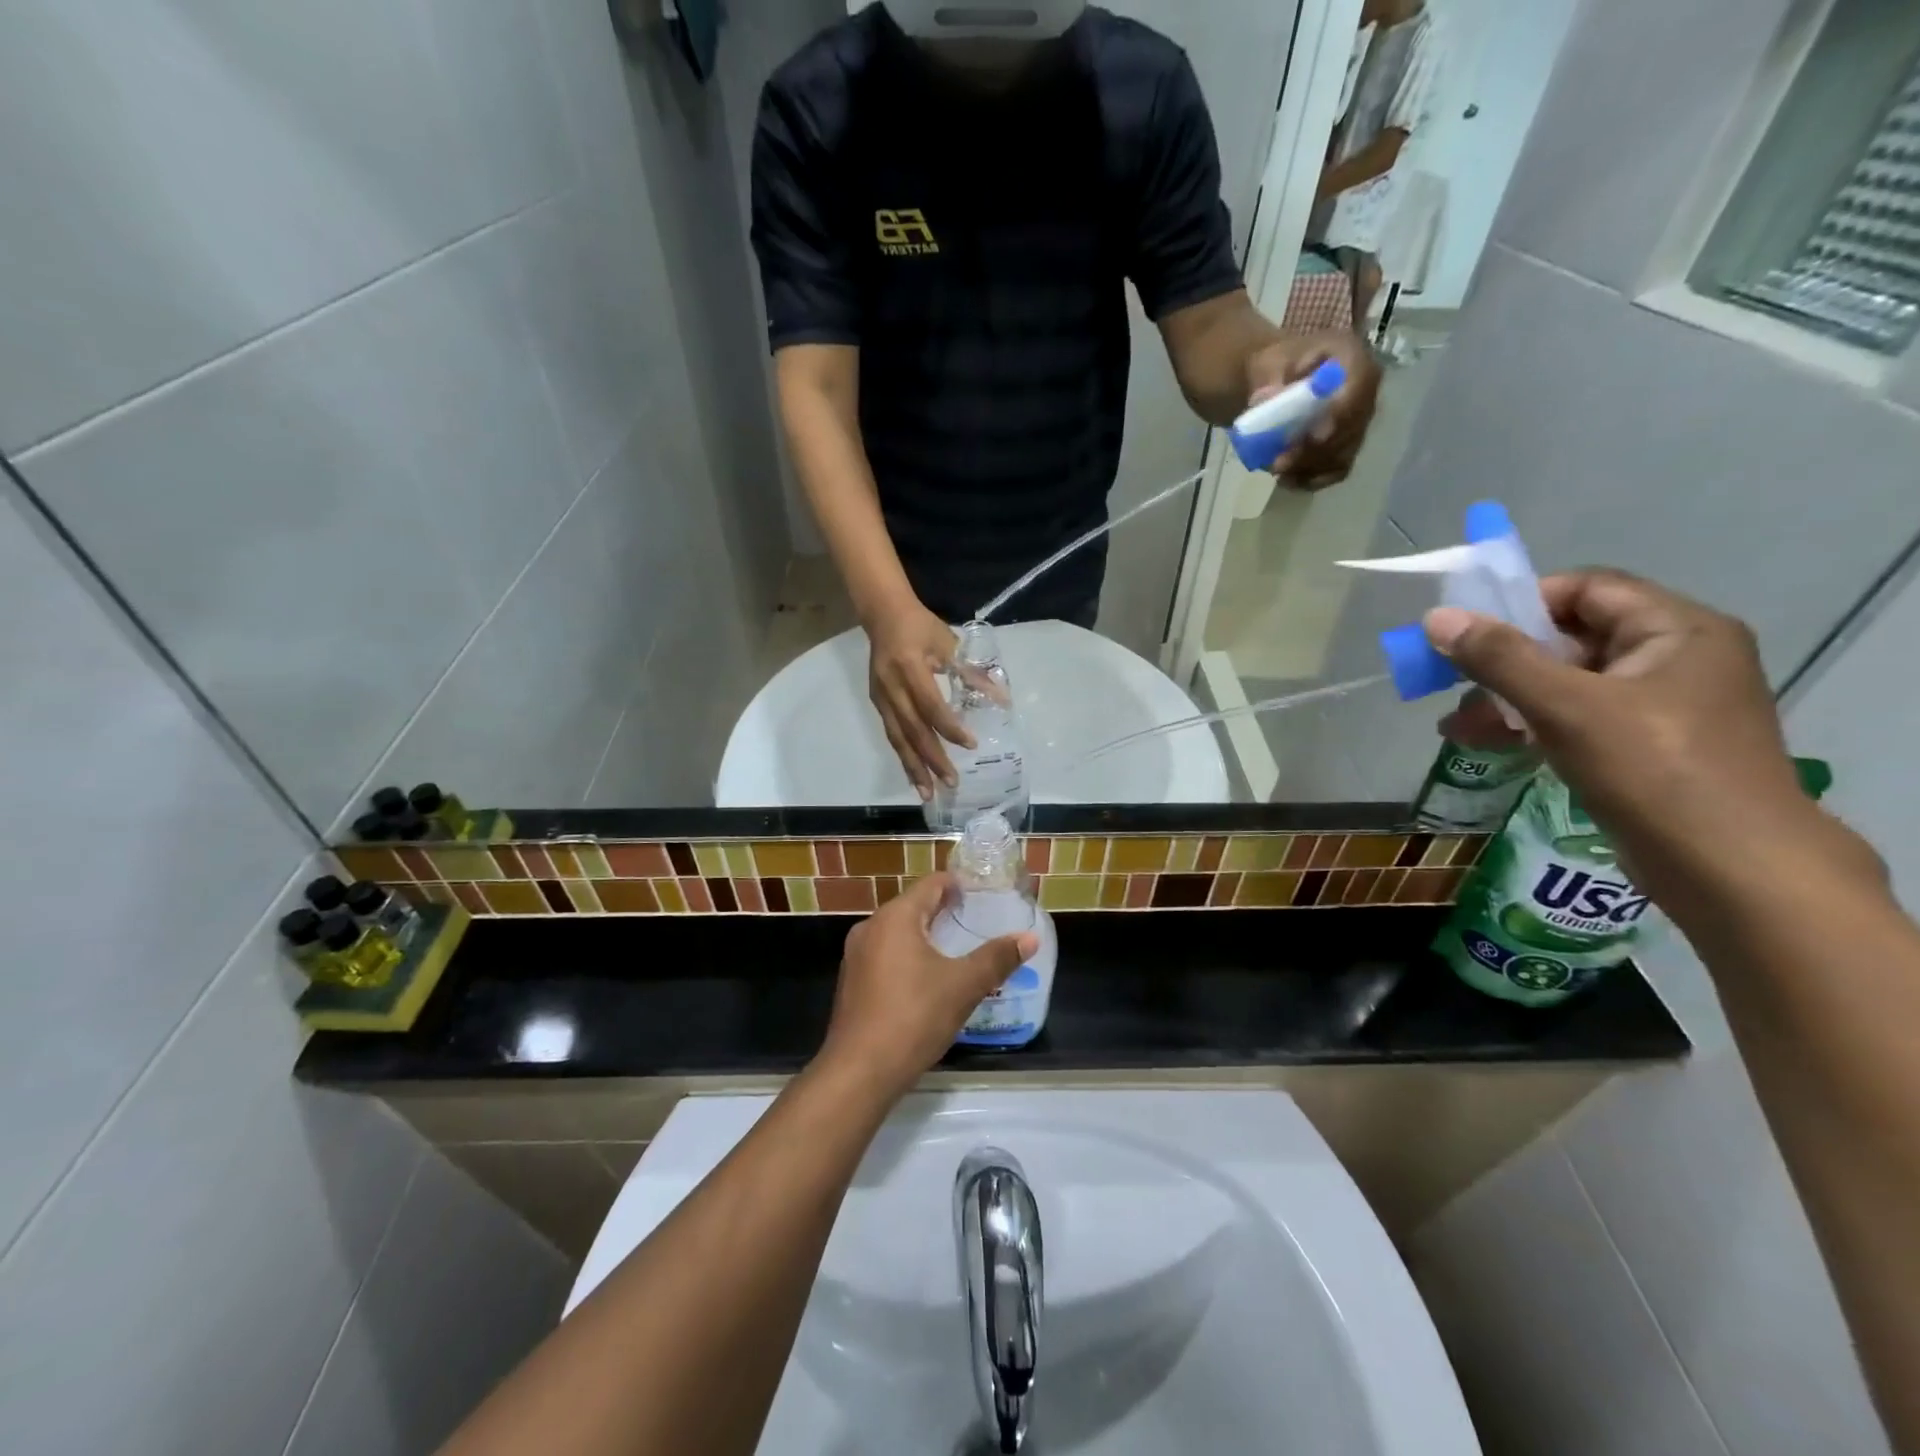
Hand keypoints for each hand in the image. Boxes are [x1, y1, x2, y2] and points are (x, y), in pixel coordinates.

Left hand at [816, 873, 1037, 1101]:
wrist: (860, 1072)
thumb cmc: (914, 1017)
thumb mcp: (964, 986)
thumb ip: (997, 958)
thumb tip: (1029, 938)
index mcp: (895, 917)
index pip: (931, 884)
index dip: (959, 885)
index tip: (984, 895)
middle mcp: (870, 927)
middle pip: (914, 907)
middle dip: (945, 912)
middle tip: (978, 923)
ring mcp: (857, 956)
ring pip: (898, 933)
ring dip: (927, 937)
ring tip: (959, 951)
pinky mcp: (853, 982)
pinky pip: (886, 956)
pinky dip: (909, 958)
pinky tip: (929, 981)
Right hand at [866, 600, 969, 800]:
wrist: (883, 614)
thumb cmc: (922, 627)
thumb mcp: (949, 644)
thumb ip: (972, 673)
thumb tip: (1000, 700)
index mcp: (910, 668)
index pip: (931, 706)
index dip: (950, 727)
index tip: (970, 745)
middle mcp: (892, 687)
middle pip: (913, 730)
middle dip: (932, 759)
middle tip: (952, 783)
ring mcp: (881, 697)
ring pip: (898, 738)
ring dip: (913, 767)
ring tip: (927, 793)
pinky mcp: (877, 702)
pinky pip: (892, 734)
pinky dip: (904, 756)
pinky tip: (914, 775)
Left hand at [1246, 331, 1380, 488]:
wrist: (1277, 379)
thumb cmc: (1276, 366)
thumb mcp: (1267, 363)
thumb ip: (1269, 378)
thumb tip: (1266, 398)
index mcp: (1352, 358)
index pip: (1361, 384)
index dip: (1342, 413)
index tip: (1316, 436)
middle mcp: (1364, 391)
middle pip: (1352, 427)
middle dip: (1315, 450)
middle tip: (1279, 462)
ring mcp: (1357, 421)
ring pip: (1343, 453)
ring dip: (1309, 467)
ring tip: (1276, 469)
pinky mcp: (1345, 446)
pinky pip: (1336, 470)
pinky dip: (1311, 479)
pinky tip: (1287, 480)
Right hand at [1422, 569, 1842, 895]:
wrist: (1731, 871)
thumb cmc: (1654, 771)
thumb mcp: (1566, 707)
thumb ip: (1500, 659)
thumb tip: (1437, 619)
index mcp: (1678, 630)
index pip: (1587, 588)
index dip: (1523, 602)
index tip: (1467, 633)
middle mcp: (1676, 658)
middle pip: (1573, 637)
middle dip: (1505, 660)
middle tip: (1451, 682)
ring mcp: (1662, 707)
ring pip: (1568, 683)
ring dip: (1508, 698)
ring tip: (1458, 726)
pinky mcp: (1646, 748)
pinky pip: (1577, 719)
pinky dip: (1531, 726)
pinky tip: (1486, 744)